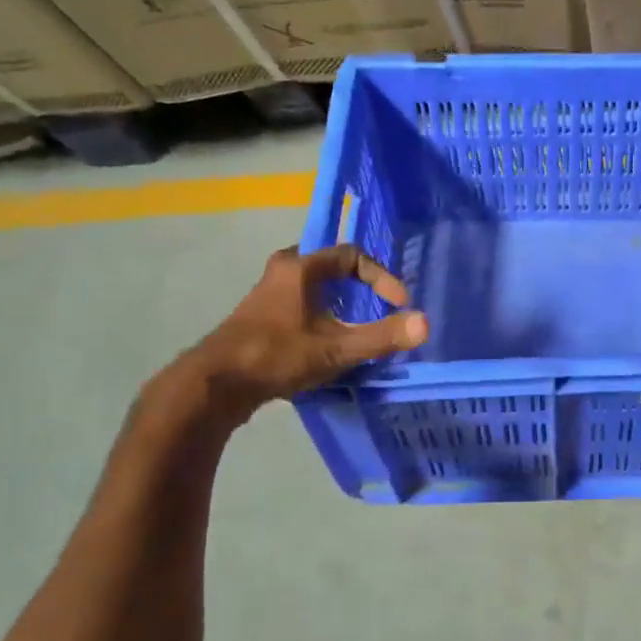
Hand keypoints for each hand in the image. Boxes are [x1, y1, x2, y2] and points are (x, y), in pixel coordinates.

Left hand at [173, 244, 427, 424]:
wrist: (215, 384)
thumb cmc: (276, 356)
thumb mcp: (335, 348)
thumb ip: (381, 336)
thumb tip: (425, 324)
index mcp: (300, 268)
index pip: (351, 256)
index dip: (381, 277)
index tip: (398, 303)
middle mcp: (281, 272)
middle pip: (329, 266)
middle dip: (358, 284)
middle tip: (377, 303)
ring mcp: (266, 296)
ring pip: (312, 287)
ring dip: (338, 301)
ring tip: (357, 325)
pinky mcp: (258, 319)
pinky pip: (299, 305)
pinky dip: (320, 315)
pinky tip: (326, 342)